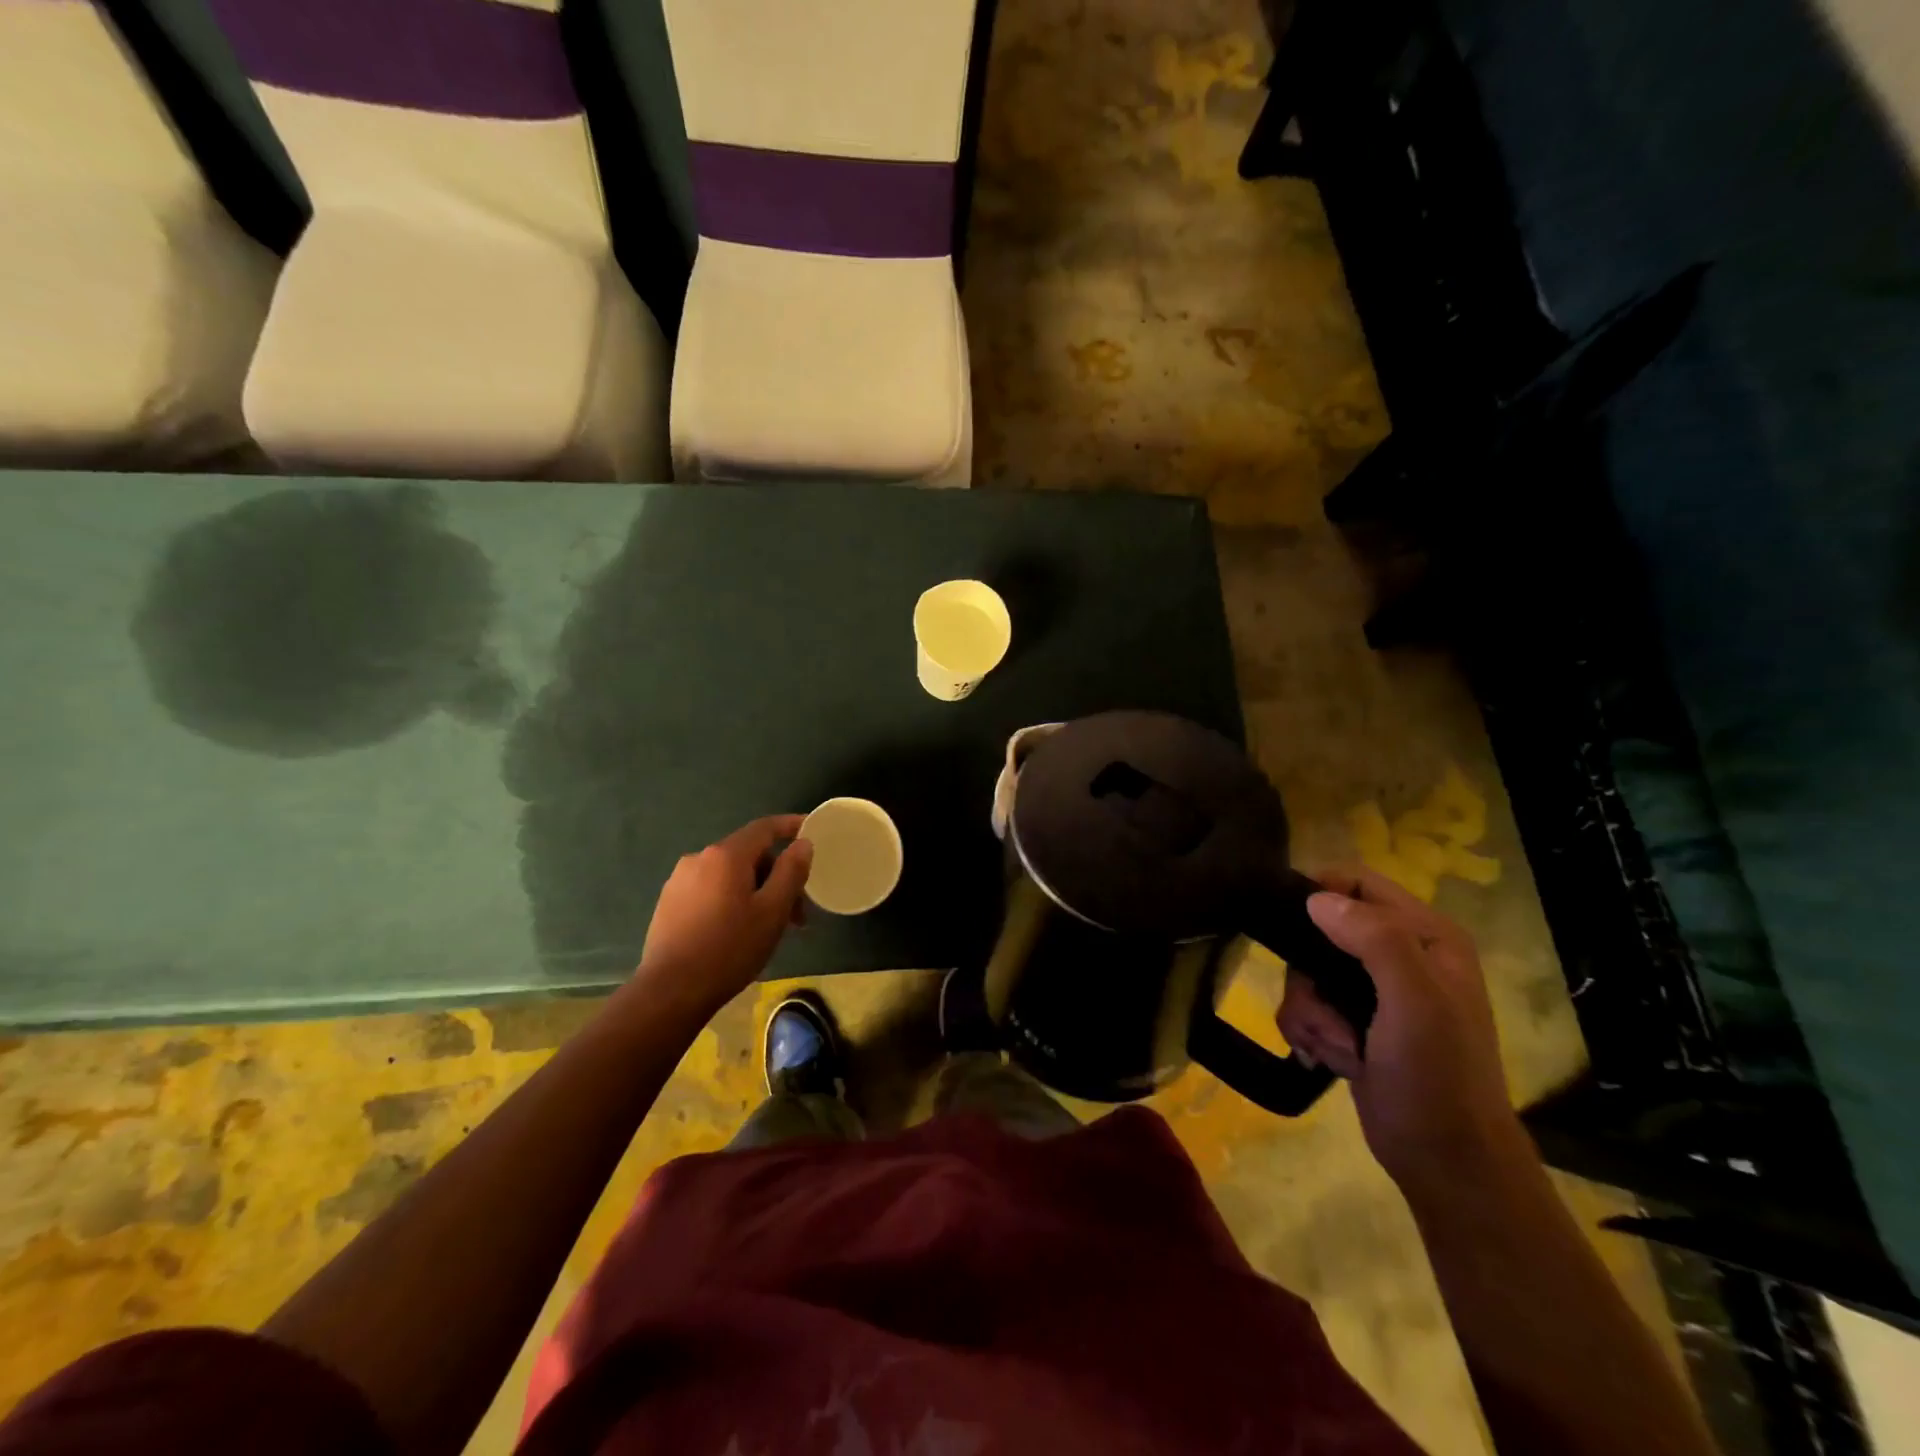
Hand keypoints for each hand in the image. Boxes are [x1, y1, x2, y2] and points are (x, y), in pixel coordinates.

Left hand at [635, 815, 812, 1017]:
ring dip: (755, 893)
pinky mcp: (669, 903)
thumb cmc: (730, 949)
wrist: (670, 992)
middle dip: (776, 877)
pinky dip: (732, 900)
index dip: (790, 826)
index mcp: (726, 855)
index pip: (764, 828)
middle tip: (796, 914)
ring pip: (729, 876)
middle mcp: (699, 858)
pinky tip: (738, 932)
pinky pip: (710, 890)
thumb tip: (802, 843)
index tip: (810, 830)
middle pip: (748, 856)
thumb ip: (791, 871)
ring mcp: (679, 881)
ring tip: (769, 928)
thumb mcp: (772, 911)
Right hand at [1277, 868, 1522, 1190]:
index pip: (1357, 881)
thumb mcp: (1416, 1000)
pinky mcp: (1353, 1022)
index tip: (1294, 928)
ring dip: (1310, 1010)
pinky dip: (1309, 1031)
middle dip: (1309, 971)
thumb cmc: (1439, 1076)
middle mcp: (1401, 955)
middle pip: (1320, 929)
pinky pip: (1306, 1006)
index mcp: (1427, 935)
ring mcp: (1375, 992)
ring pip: (1306, 971)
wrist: (1447, 1162)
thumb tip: (1315, 900)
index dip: (1320, 894)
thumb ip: (1375, 939)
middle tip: (1326, 1008)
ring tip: (1338, 1045)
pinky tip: (1331, 1058)